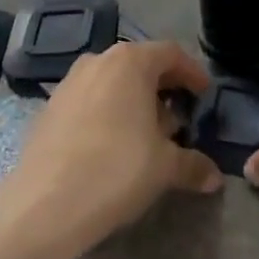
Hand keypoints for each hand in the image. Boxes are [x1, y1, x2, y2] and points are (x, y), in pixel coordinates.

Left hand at [0, 42, 220, 258]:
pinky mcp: (50, 107)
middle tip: (180, 119)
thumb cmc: (115, 171)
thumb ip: (193, 164)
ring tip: (148, 136)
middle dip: (163, 89)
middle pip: (140, 65)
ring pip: (113, 82)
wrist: (43, 205)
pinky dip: (108, 113)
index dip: (192, 72)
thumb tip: (214, 177)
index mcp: (130, 61)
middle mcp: (98, 60)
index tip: (204, 95)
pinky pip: (90, 99)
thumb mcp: (164, 168)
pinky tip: (113, 146)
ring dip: (134, 102)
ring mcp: (69, 82)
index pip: (171, 54)